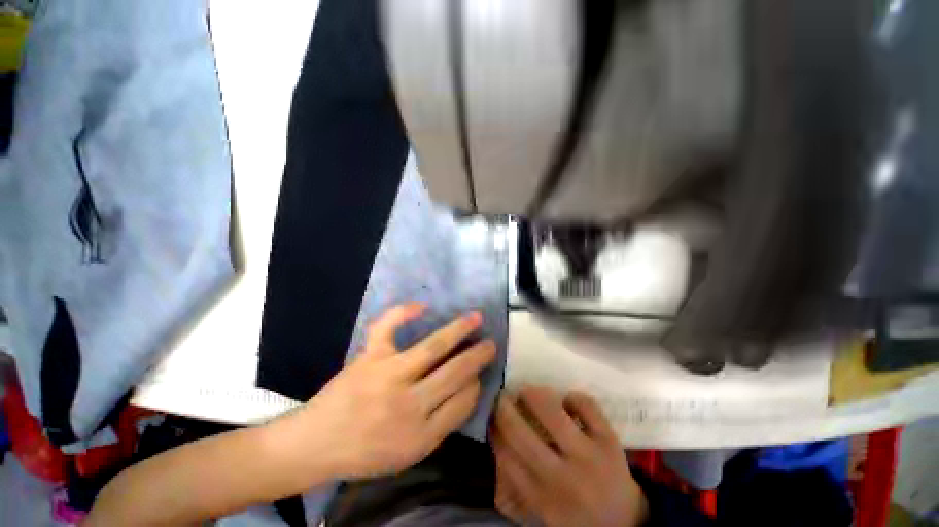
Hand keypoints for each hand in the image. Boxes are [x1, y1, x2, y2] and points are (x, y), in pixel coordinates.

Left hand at [297, 303, 495, 479]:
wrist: (316, 444)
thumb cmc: (366, 452)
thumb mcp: (409, 454)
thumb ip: (442, 425)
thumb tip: (468, 389)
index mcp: (420, 436)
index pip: (462, 402)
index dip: (475, 384)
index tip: (479, 374)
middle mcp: (407, 405)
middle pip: (454, 373)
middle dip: (477, 356)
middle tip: (491, 343)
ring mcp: (387, 376)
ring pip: (432, 348)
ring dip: (458, 330)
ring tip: (475, 318)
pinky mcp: (369, 357)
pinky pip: (387, 328)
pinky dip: (403, 312)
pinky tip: (422, 305)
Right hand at [491, 387, 647, 526]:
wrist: (626, 524)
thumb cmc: (577, 515)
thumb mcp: (541, 510)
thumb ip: (515, 485)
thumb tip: (497, 444)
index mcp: (542, 497)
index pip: (506, 457)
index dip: (494, 429)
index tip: (490, 416)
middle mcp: (562, 477)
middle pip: (521, 433)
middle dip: (504, 408)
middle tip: (502, 397)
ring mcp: (589, 456)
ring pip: (552, 412)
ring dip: (533, 395)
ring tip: (528, 392)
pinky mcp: (610, 441)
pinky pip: (586, 405)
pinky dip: (573, 397)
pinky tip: (566, 401)